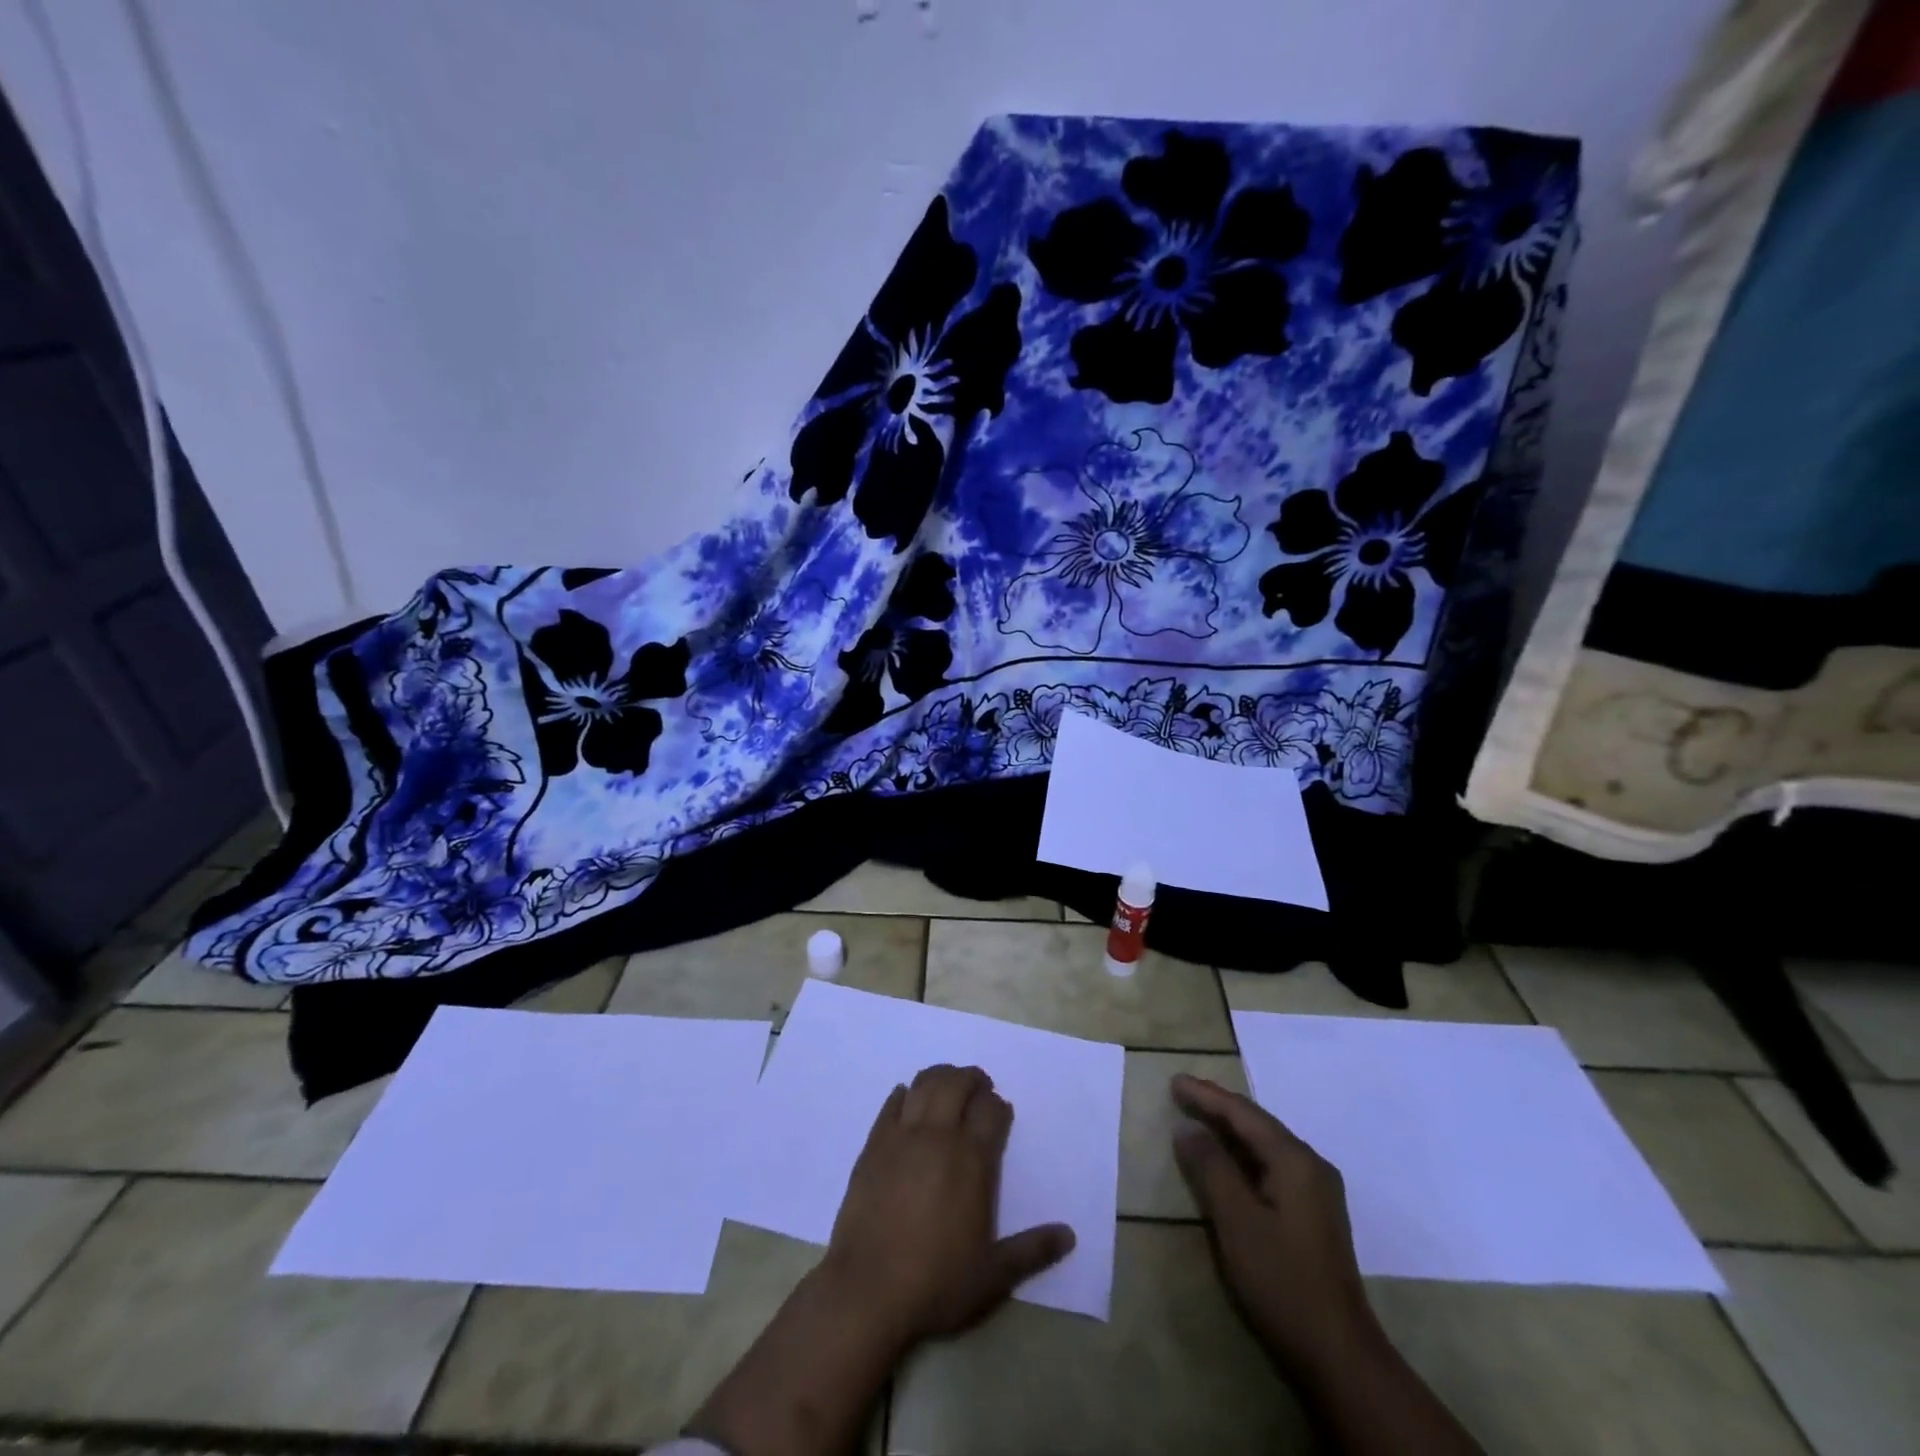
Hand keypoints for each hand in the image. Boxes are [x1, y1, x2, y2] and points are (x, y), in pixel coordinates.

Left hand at [823, 1064, 1075, 1344]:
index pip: (991, 1110)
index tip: (1001, 1113)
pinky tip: (909, 1101)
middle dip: (972, 1080)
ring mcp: (902, 1135)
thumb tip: (1069, 1236)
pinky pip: (892, 1103)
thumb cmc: (936, 1282)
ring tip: (947, 1088)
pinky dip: (905, 1094)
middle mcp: (938, 1135)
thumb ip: (1033, 1251)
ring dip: (940, 1077)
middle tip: (978, 1089)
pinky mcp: (873, 1144)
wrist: (867, 1291)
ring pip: (924, 1084)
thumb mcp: (993, 1276)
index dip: (999, 1106)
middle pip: (957, 1083)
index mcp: (972, 1159)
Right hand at [1171, 1073, 1377, 1380]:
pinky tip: (1227, 1158)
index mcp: (1295, 1161)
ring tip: (1198, 1115)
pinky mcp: (1313, 1214)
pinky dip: (1243, 1154)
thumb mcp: (1237, 1221)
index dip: (1207, 1096)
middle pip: (1257, 1124)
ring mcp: (1317, 1191)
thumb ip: (1211, 1168)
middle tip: (1182, 1091)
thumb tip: (1188, 1128)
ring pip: (1265, 1145)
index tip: (1174, 1081)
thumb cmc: (1282, 1281)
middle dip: (1219, 1106)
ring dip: (1230, 1129)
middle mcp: (1311, 1166)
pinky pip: (1272, 1165)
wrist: (1339, 1355)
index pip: (1244, 1114)